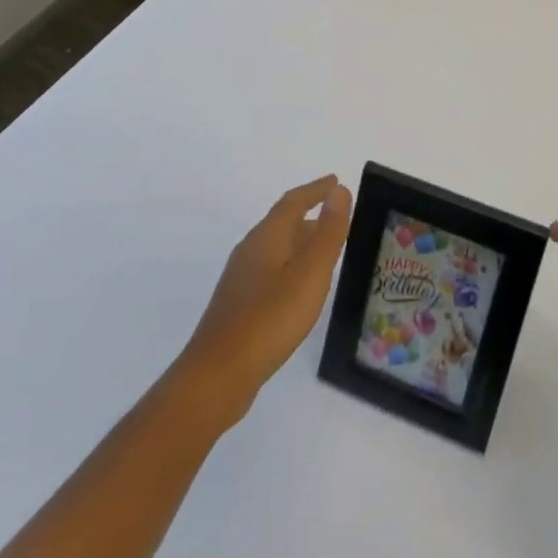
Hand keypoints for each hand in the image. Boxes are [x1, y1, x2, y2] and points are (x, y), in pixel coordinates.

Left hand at [176, 175, 352, 425]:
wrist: (218, 375)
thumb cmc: (270, 319)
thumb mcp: (310, 273)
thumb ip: (328, 232)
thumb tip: (339, 191)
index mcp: (267, 236)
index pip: (294, 201)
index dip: (316, 190)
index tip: (336, 182)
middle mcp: (251, 249)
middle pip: (284, 223)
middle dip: (311, 217)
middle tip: (340, 219)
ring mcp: (241, 278)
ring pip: (277, 248)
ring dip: (301, 243)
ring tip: (326, 252)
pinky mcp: (239, 304)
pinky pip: (271, 270)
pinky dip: (291, 266)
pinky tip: (300, 289)